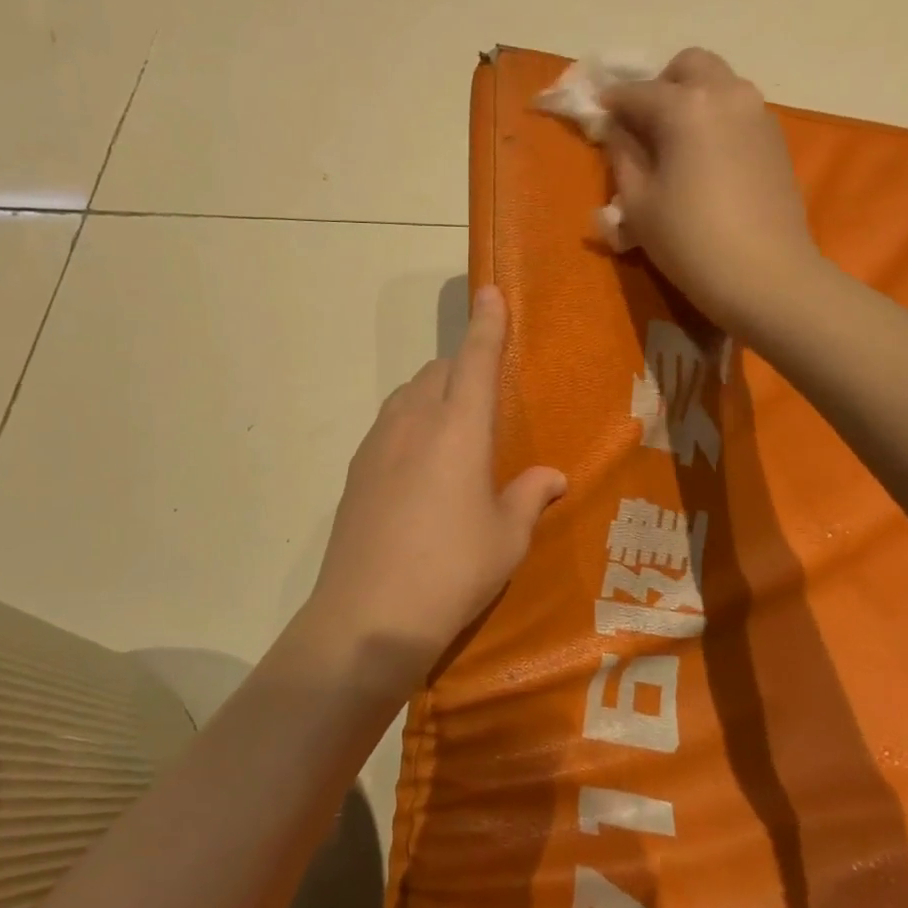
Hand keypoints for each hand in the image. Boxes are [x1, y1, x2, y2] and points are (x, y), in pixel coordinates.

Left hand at [303, 286, 566, 689]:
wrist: (369, 616)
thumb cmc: (453, 571)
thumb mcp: (507, 538)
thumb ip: (529, 497)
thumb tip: (551, 476)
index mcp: (458, 429)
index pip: (475, 360)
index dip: (487, 324)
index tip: (490, 292)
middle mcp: (414, 423)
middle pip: (437, 372)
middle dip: (461, 367)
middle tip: (483, 394)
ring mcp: (377, 445)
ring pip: (407, 396)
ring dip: (432, 394)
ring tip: (452, 428)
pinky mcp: (355, 472)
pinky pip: (389, 426)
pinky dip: (409, 425)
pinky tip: (419, 465)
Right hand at [601, 48, 822, 339]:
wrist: (764, 275)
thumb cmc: (689, 241)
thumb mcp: (638, 203)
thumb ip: (622, 156)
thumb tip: (616, 130)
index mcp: (685, 105)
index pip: (636, 92)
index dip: (611, 103)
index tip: (596, 114)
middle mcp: (726, 94)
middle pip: (688, 66)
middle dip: (660, 86)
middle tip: (643, 125)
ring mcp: (757, 113)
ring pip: (718, 85)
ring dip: (691, 101)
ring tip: (674, 145)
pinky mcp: (775, 139)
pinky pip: (737, 112)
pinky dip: (715, 121)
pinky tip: (704, 162)